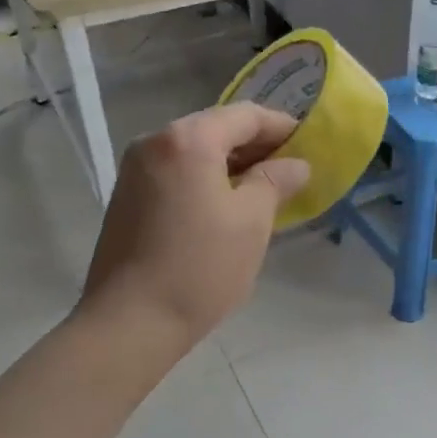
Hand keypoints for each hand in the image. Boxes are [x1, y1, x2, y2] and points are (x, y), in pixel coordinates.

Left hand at [78, 104, 310, 351]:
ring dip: (231, 164)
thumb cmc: (200, 267)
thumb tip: (296, 164)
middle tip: (291, 169)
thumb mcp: (252, 222)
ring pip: (194, 152)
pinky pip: (176, 172)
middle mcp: (154, 142)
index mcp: (187, 139)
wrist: (130, 322)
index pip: (245, 115)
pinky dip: (205, 179)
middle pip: (216, 128)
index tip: (310, 144)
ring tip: (264, 190)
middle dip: (256, 146)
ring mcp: (134, 170)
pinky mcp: (126, 197)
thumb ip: (276, 181)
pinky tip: (226, 206)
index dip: (282, 127)